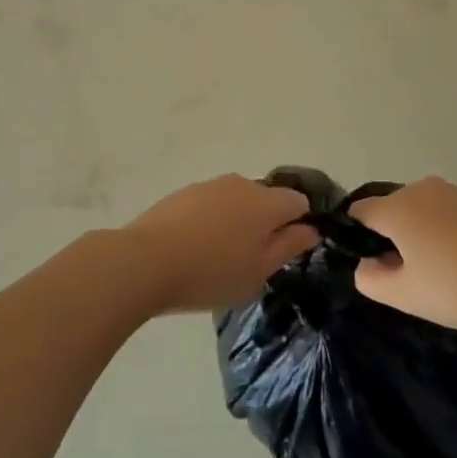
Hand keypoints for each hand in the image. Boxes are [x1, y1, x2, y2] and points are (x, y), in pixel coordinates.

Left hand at [120, 175, 317, 313]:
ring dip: (237, 221)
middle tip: (251, 260)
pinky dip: (211, 220)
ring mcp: (210, 185)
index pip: (298, 201)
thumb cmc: (211, 273)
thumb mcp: (258, 272)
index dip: (298, 224)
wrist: (145, 261)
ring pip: (237, 200)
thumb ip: (288, 247)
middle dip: (265, 223)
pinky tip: (195, 247)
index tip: (286, 251)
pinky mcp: (184, 192)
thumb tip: (311, 229)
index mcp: (266, 202)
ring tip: (219, 257)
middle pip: (266, 199)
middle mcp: (242, 184)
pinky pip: (211, 204)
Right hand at [349, 177, 456, 330]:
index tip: (372, 265)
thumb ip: (370, 280)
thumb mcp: (405, 296)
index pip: (359, 212)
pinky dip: (445, 231)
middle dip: (392, 237)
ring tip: (440, 270)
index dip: (357, 237)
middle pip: (391, 209)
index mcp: (397, 208)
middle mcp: (420, 189)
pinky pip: (446, 212)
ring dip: (420, 233)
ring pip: (420, 210)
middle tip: (408, 275)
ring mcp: (452, 191)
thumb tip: (366, 264)